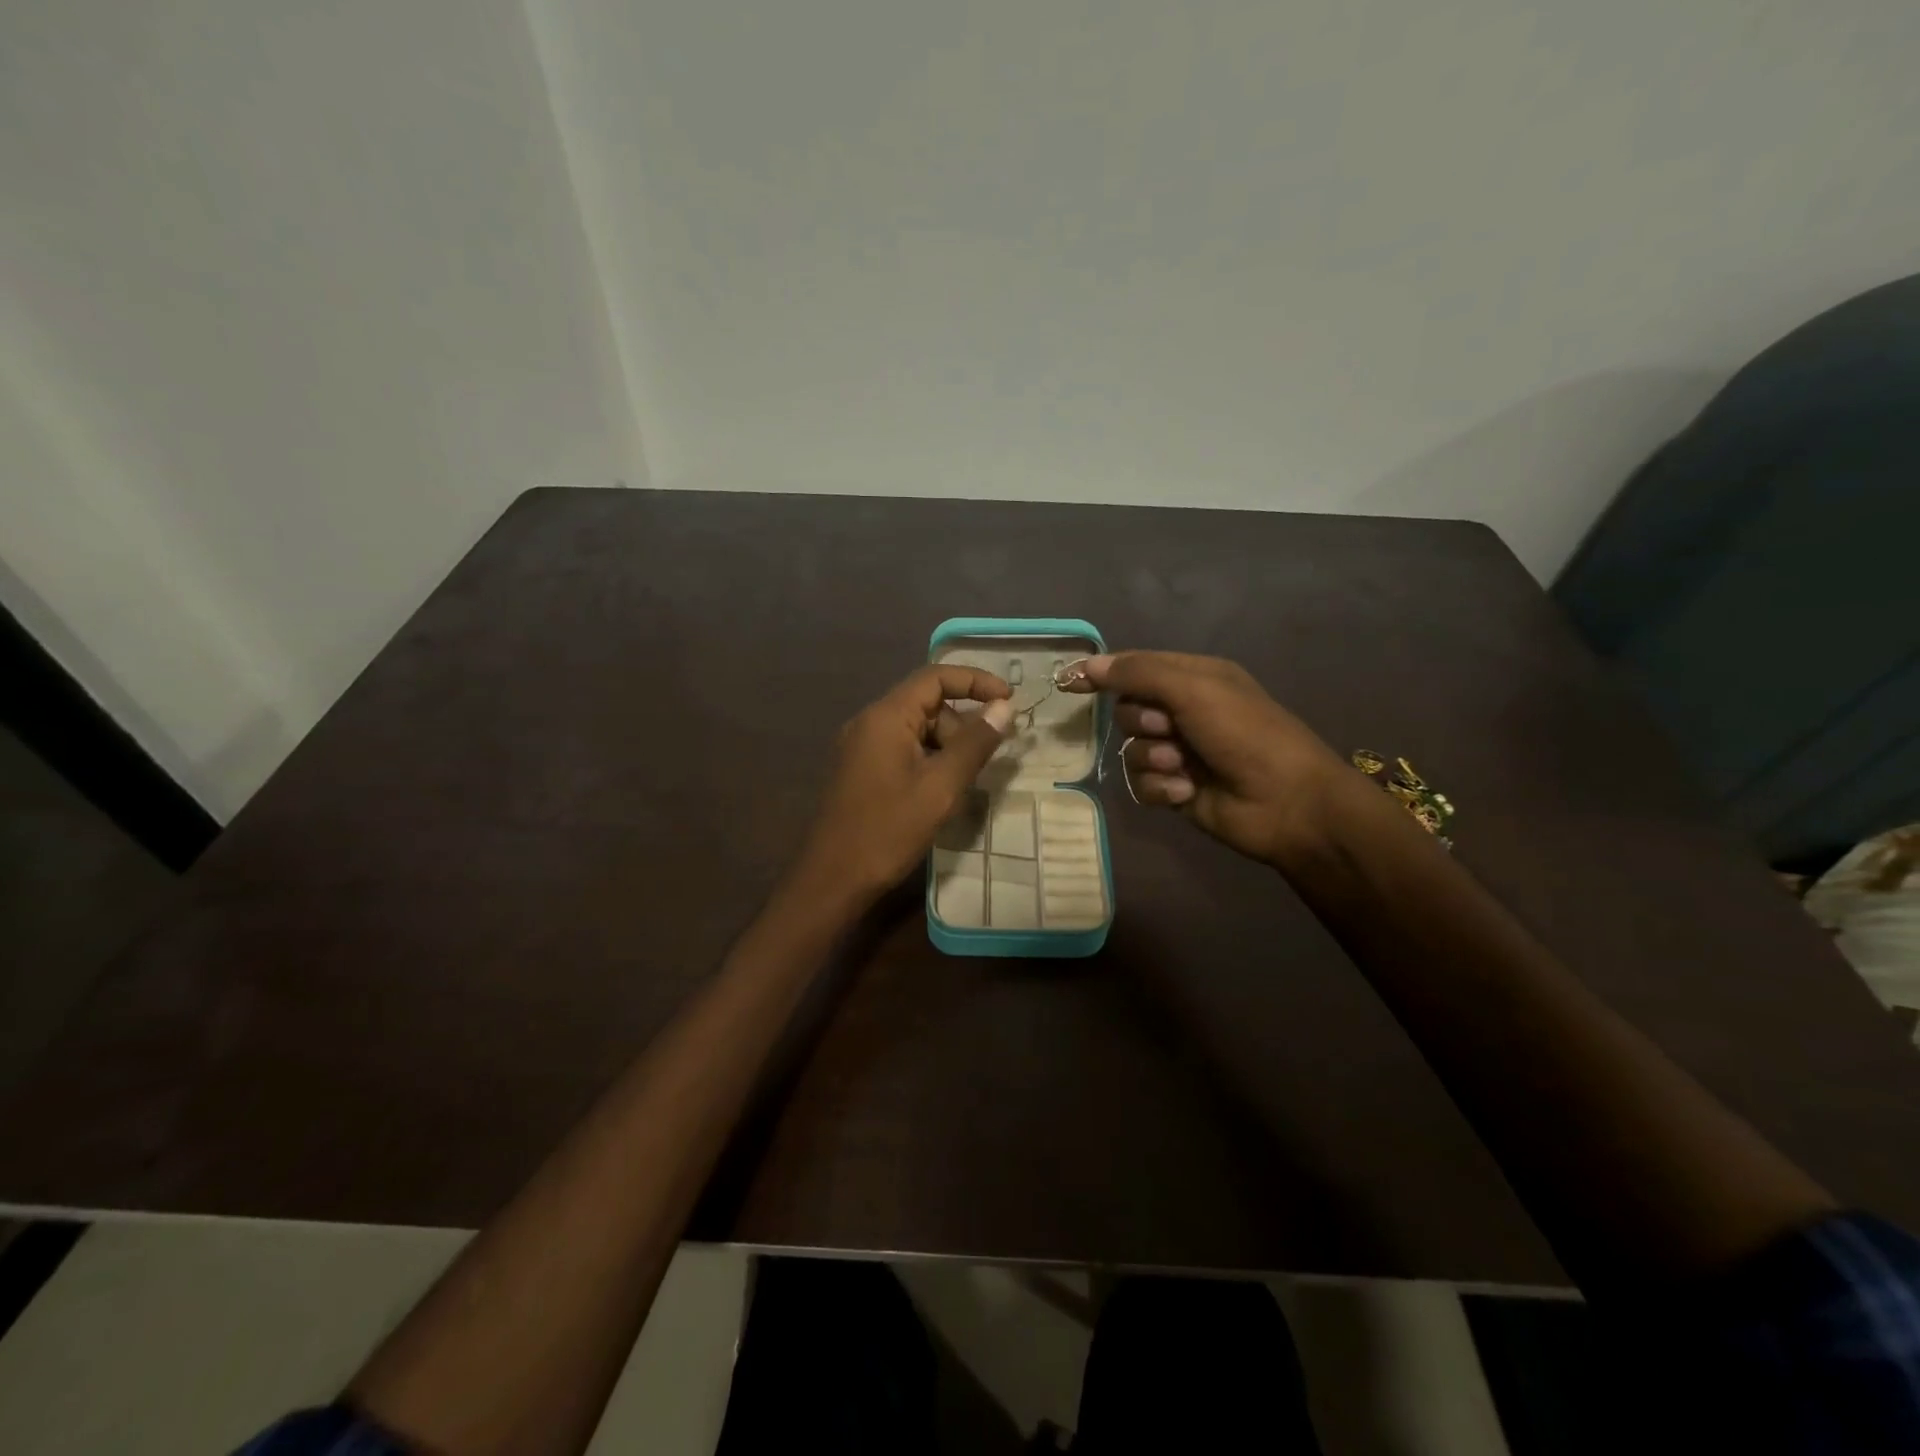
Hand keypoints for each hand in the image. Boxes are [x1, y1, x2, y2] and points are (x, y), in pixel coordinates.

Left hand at [793, 665, 1014, 905]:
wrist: (832, 879)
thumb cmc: (888, 830)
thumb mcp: (941, 787)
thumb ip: (975, 743)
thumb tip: (1005, 707)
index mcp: (886, 717)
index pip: (936, 677)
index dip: (976, 681)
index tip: (1010, 701)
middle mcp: (870, 722)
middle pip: (927, 704)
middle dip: (962, 724)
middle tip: (986, 760)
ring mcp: (861, 746)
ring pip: (917, 729)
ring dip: (947, 746)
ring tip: (962, 783)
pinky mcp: (860, 769)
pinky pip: (902, 749)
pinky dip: (929, 760)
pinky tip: (940, 792)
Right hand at [1065, 651, 1351, 865]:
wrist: (1287, 802)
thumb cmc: (1245, 734)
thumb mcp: (1192, 690)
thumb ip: (1138, 674)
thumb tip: (1087, 664)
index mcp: (1193, 678)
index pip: (1135, 668)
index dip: (1103, 674)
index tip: (1069, 682)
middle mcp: (1184, 712)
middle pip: (1127, 711)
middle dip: (1142, 723)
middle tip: (1168, 730)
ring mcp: (1179, 753)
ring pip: (1131, 750)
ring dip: (1152, 759)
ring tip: (1182, 768)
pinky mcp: (1176, 789)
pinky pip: (1141, 783)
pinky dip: (1159, 787)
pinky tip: (1185, 791)